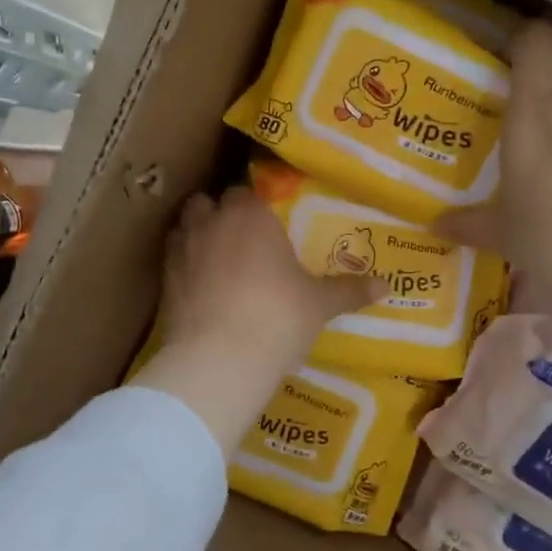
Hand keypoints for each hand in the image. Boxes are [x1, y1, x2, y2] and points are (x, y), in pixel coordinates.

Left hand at [138, 188, 381, 454]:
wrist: (218, 359)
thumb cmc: (277, 318)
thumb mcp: (318, 305)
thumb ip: (348, 290)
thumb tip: (387, 286)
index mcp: (251, 215)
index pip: (247, 191)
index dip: (256, 205)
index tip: (268, 222)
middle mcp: (213, 222)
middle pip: (210, 201)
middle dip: (222, 214)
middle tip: (243, 239)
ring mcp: (182, 249)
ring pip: (186, 226)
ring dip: (198, 234)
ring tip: (217, 259)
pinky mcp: (164, 279)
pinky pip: (173, 259)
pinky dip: (185, 265)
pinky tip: (201, 287)